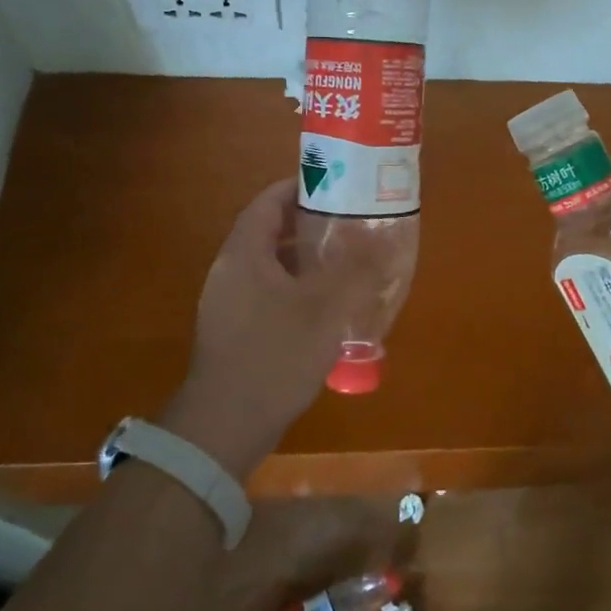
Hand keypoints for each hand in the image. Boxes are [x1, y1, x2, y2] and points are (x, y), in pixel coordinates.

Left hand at [160, 178, 373, 479]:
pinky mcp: (233, 330)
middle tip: (350, 222)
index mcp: (244, 254)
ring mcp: (227, 303)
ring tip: (346, 261)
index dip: (300, 187)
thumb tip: (384, 237)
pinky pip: (267, 293)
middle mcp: (230, 271)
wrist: (225, 426)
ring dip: (305, 259)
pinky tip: (326, 307)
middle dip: (310, 223)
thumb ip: (357, 270)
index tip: (336, 185)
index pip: (268, 201)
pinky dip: (295, 288)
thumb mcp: (326, 309)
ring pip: (270, 265)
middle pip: (269, 231)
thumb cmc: (275, 356)